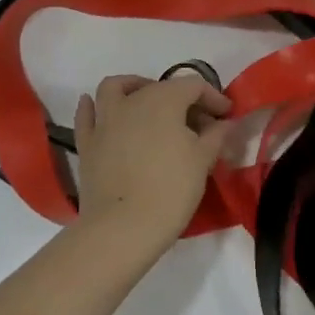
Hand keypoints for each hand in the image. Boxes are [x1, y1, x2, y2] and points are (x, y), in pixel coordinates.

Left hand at [72, 74, 232, 249]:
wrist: (123, 228)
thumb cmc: (170, 190)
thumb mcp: (202, 161)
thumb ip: (215, 135)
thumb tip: (224, 123)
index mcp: (164, 100)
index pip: (193, 86)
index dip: (213, 98)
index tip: (226, 116)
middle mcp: (132, 101)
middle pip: (160, 88)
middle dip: (182, 100)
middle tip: (198, 125)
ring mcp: (105, 121)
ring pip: (115, 88)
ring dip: (133, 87)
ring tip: (147, 103)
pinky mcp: (87, 143)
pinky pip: (87, 115)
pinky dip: (93, 107)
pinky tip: (100, 110)